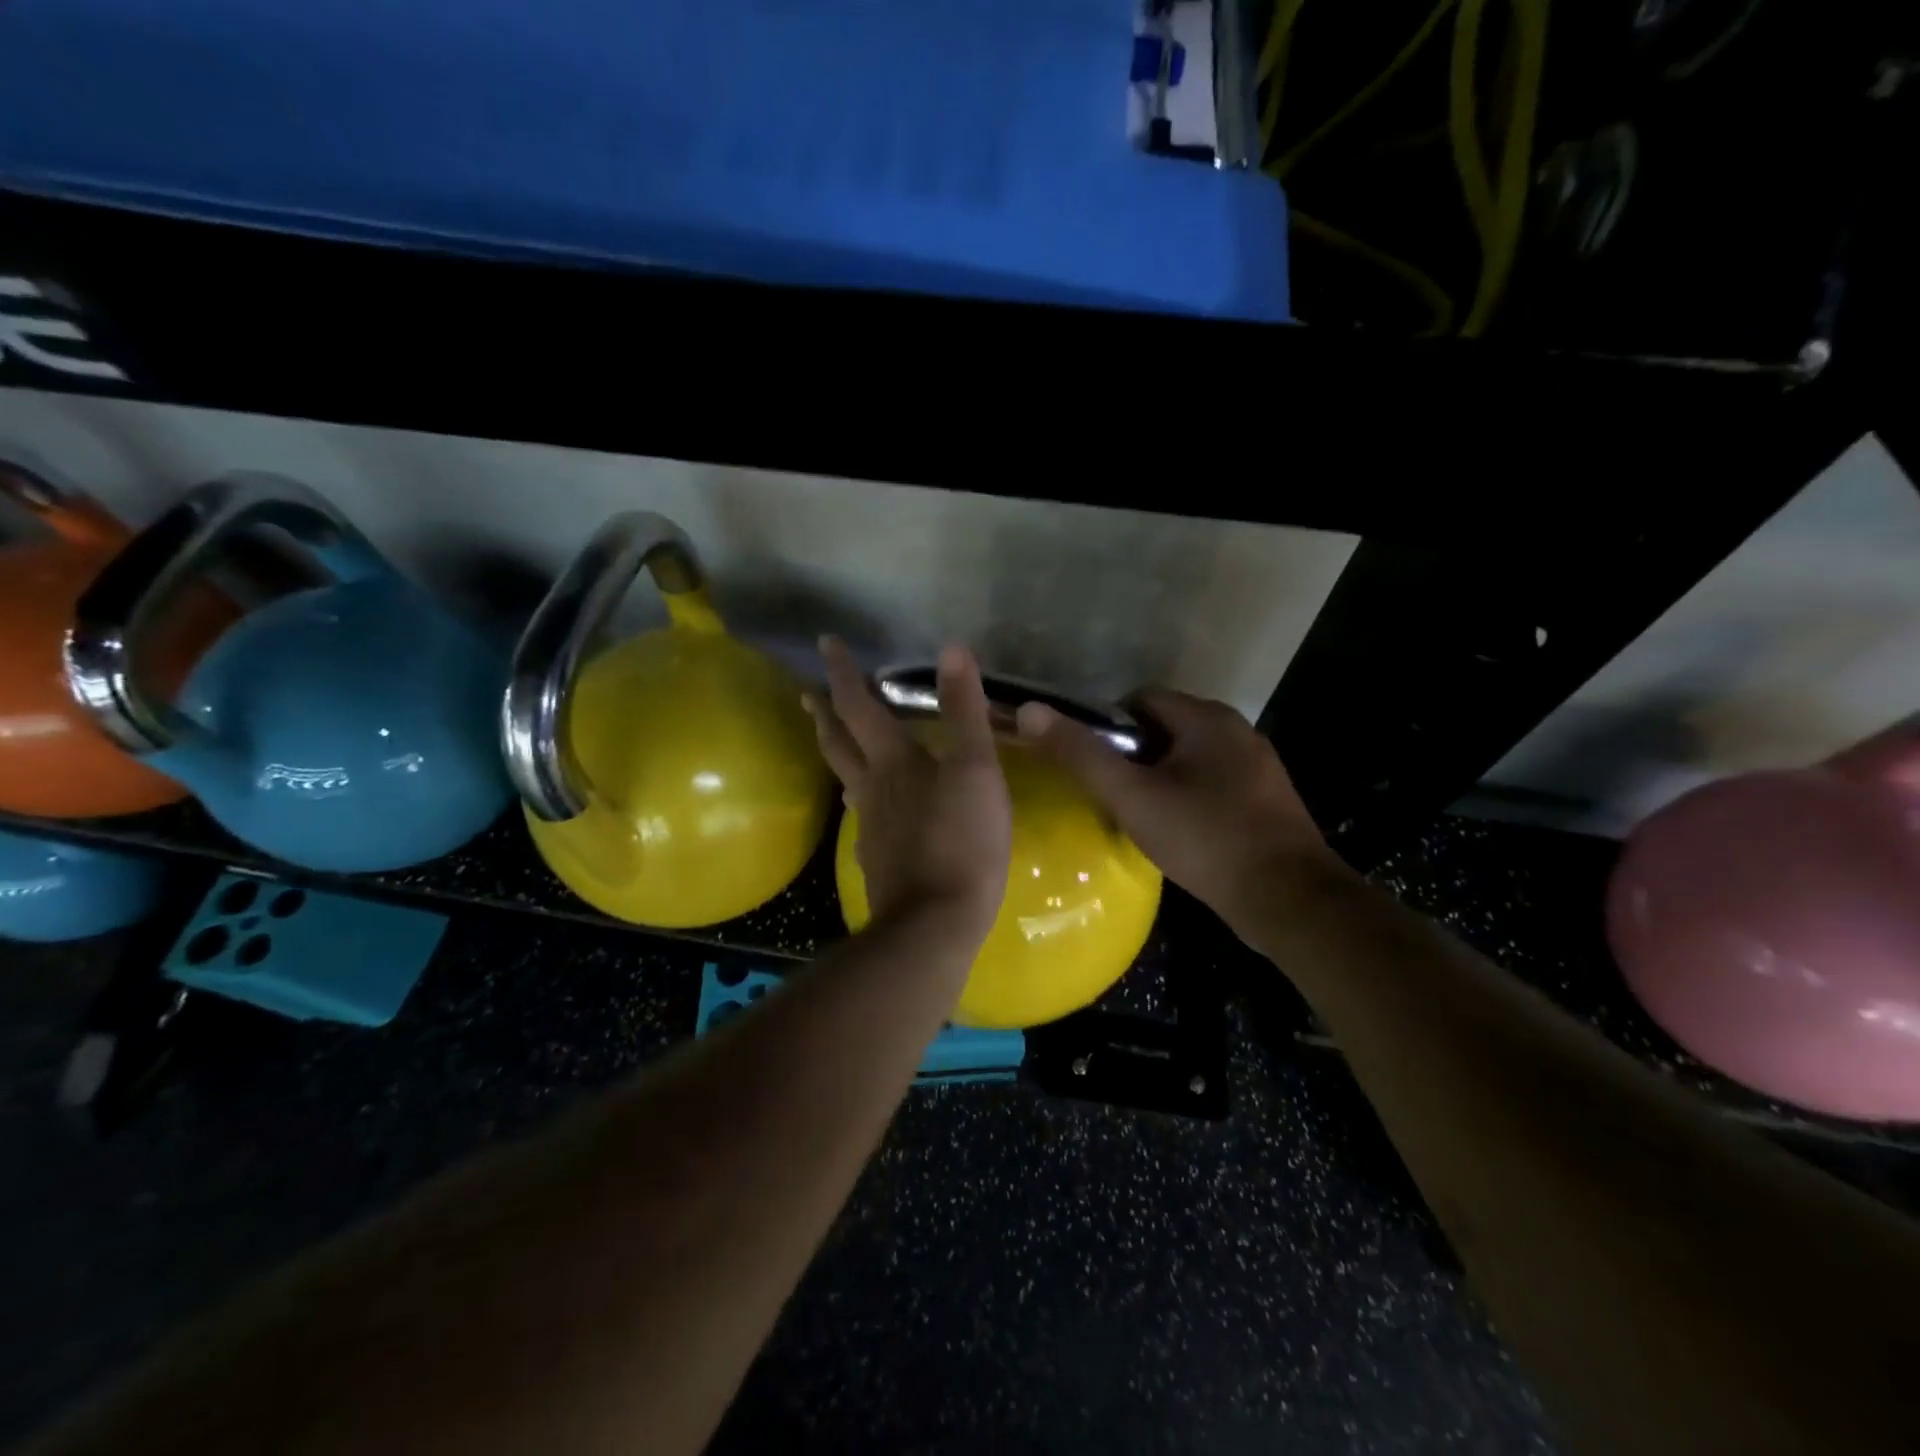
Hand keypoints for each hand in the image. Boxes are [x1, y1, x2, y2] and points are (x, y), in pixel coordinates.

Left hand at [805, 639, 1011, 938]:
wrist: (935, 924)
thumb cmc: (961, 840)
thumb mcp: (976, 770)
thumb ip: (964, 711)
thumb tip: (952, 648)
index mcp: (892, 762)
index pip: (859, 705)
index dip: (843, 672)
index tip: (826, 643)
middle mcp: (871, 789)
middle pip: (838, 743)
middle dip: (824, 713)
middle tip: (810, 693)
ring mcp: (870, 827)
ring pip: (847, 780)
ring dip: (838, 753)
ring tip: (838, 741)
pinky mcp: (878, 859)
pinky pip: (864, 816)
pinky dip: (863, 797)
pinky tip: (874, 808)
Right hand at [1016, 688, 1345, 941]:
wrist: (1290, 901)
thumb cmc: (1206, 839)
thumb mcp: (1133, 797)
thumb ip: (1081, 754)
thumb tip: (1030, 711)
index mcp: (1207, 718)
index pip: (1140, 699)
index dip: (1108, 727)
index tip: (1094, 766)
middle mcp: (1237, 730)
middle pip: (1165, 728)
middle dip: (1133, 756)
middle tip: (1112, 796)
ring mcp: (1257, 766)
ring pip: (1189, 758)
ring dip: (1160, 779)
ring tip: (1140, 817)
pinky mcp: (1266, 799)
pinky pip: (1213, 783)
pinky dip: (1188, 797)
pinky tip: (1179, 833)